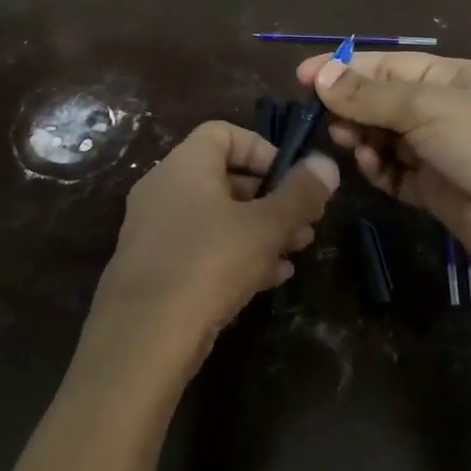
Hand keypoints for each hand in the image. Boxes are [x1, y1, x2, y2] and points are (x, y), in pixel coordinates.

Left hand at [77, 121, 338, 396]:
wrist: (143, 338)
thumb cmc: (209, 264)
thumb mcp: (266, 227)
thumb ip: (300, 194)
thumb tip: (327, 163)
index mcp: (184, 165)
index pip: (224, 133)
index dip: (263, 149)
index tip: (292, 179)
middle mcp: (164, 189)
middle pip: (224, 177)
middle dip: (271, 198)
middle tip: (305, 223)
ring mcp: (155, 230)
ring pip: (216, 217)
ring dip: (259, 230)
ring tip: (295, 252)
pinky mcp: (155, 267)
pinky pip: (201, 247)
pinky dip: (235, 254)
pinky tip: (270, 278)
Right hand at [297, 52, 470, 286]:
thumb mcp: (425, 107)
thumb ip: (369, 95)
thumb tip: (319, 76)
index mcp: (447, 77)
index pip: (384, 65)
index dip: (343, 69)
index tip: (302, 77)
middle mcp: (440, 109)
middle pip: (380, 101)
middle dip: (352, 108)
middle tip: (328, 120)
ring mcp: (435, 149)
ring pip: (382, 137)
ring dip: (363, 138)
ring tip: (352, 143)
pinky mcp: (430, 186)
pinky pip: (392, 171)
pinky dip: (379, 168)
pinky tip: (374, 167)